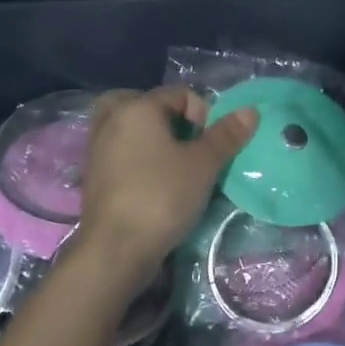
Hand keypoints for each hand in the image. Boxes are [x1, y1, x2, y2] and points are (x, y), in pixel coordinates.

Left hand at [73, 86, 257, 290]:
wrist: (115, 251)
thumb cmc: (162, 196)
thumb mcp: (203, 164)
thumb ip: (226, 135)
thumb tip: (251, 110)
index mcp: (137, 107)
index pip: (181, 94)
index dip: (204, 116)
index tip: (209, 147)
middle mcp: (111, 120)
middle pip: (146, 103)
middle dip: (170, 119)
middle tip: (186, 144)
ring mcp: (97, 148)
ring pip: (129, 127)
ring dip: (152, 137)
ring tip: (172, 162)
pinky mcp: (93, 175)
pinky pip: (119, 150)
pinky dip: (136, 155)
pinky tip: (153, 180)